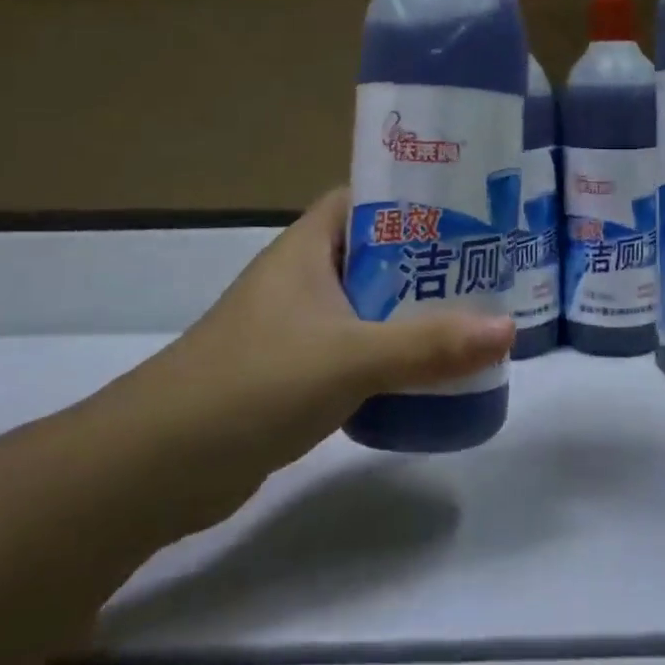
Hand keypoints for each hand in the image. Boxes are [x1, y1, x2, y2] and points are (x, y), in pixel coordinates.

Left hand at [100, 190, 512, 526]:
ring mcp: (295, 330)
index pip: (362, 198)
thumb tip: (508, 329)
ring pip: (367, 307)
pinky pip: (355, 352)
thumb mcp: (350, 357)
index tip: (466, 207)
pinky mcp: (293, 377)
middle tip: (487, 267)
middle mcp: (301, 280)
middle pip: (375, 254)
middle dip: (427, 260)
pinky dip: (389, 357)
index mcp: (307, 249)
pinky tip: (428, 374)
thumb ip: (429, 346)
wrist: (157, 467)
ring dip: (411, 312)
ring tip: (473, 317)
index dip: (410, 197)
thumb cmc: (254, 383)